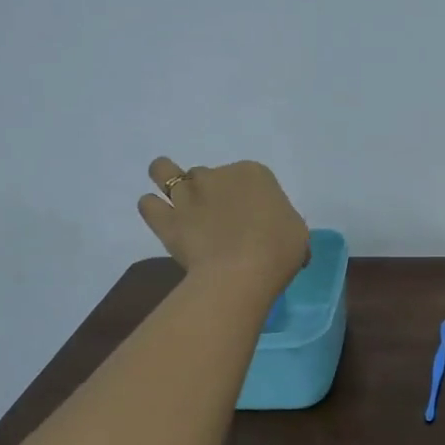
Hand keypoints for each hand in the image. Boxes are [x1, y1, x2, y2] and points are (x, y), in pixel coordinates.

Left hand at [137, 158, 308, 295]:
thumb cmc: (279, 249)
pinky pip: (148, 204)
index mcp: (254, 173)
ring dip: (168, 180)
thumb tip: (273, 232)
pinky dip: (153, 208)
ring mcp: (188, 195)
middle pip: (208, 176)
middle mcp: (217, 175)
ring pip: (165, 172)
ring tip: (177, 202)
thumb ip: (280, 221)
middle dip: (211, 193)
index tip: (253, 220)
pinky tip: (163, 219)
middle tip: (219, 222)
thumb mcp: (296, 231)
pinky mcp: (167, 220)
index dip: (249, 197)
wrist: (243, 272)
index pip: (249, 177)